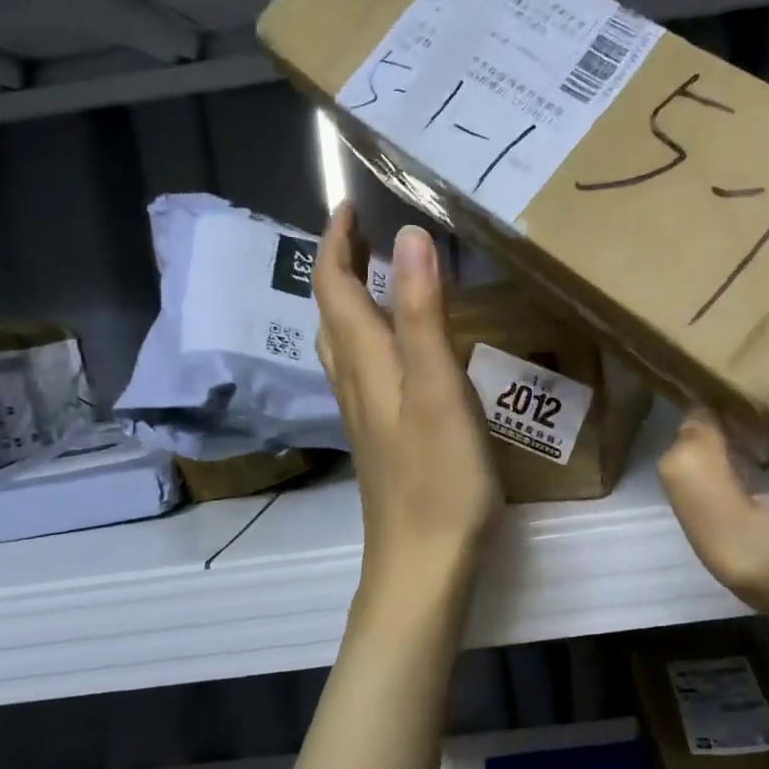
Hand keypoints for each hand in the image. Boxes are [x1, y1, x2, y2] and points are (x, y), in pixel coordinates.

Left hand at [313, 205, 502, 602]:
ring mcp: (366, 415)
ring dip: (351, 301)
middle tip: (366, 233)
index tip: (348, 204)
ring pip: (344, 345)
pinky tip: (401, 348)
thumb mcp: (436, 386)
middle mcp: (355, 383)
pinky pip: (366, 370)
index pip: (333, 288)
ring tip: (380, 276)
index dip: (335, 243)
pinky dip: (372, 337)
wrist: (423, 564)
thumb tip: (407, 237)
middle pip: (331, 314)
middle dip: (339, 266)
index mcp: (365, 363)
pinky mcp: (383, 438)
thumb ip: (421, 313)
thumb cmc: (438, 476)